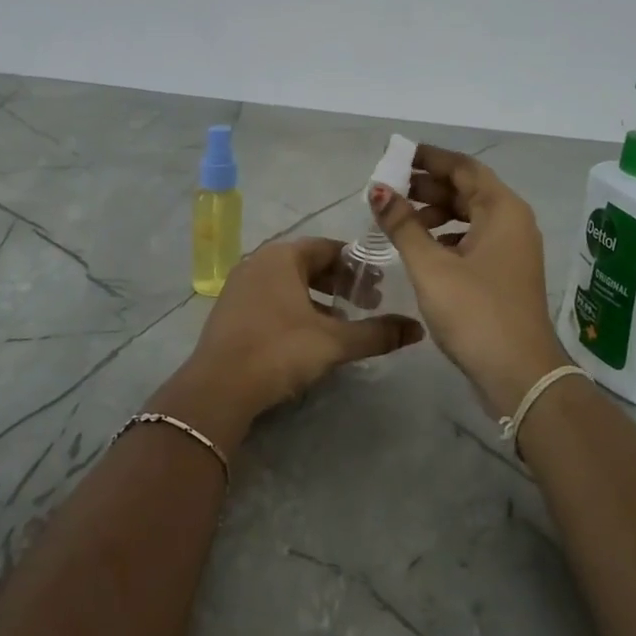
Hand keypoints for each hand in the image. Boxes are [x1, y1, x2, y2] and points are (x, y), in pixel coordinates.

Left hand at [160, 238, 423, 450]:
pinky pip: (271, 298)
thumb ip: (377, 333)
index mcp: (282, 256)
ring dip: (317, 297)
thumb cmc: (279, 351)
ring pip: (289, 283)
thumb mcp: (334, 342)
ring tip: (342, 320)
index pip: (328, 247)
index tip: (380, 285)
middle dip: (339, 282)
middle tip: (367, 303)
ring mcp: (240, 285)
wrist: (218, 388)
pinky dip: (295, 308)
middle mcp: (258, 262)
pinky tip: (308, 334)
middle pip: (308, 263)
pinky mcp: (230, 310)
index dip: (358, 265)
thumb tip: (417, 329)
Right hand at [369, 146, 569, 417]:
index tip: (394, 156)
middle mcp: (512, 222)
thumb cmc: (476, 312)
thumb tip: (378, 189)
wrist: (520, 375)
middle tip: (388, 190)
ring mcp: (511, 250)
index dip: (428, 158)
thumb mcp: (432, 266)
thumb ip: (403, 225)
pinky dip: (445, 237)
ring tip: (397, 222)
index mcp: (502, 210)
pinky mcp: (504, 274)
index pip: (463, 167)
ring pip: (469, 217)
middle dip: (427, 187)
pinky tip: (420, 249)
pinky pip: (472, 240)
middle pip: (467, 190)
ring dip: (434, 213)